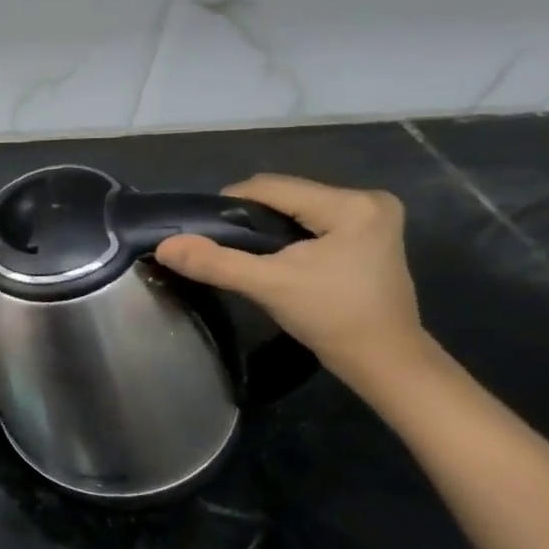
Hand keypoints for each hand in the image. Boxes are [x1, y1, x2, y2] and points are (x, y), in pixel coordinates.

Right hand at [153, 174, 427, 376]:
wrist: (384, 361)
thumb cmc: (332, 318)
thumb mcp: (267, 286)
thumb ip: (215, 262)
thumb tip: (164, 245)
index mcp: (350, 204)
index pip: (270, 187)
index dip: (230, 207)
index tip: (206, 235)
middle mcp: (367, 200)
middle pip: (284, 195)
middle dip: (250, 219)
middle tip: (227, 251)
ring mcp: (372, 217)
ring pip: (295, 208)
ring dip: (266, 228)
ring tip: (249, 257)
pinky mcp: (369, 233)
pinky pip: (311, 221)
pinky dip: (287, 236)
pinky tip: (278, 260)